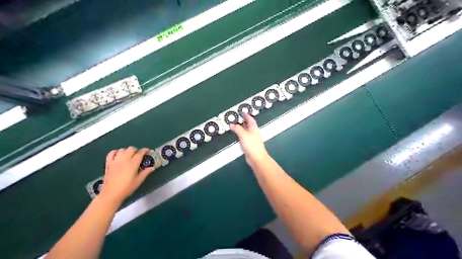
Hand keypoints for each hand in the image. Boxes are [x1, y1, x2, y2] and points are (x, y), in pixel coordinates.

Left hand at [99, 146, 154, 204]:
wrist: (111, 194)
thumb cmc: (127, 188)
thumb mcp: (138, 181)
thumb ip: (145, 173)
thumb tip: (152, 168)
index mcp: (133, 163)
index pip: (140, 153)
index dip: (145, 150)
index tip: (148, 151)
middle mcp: (124, 159)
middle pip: (131, 149)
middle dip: (136, 150)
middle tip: (139, 155)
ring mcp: (115, 160)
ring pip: (122, 149)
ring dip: (127, 151)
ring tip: (129, 155)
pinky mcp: (108, 163)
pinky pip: (111, 153)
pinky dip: (115, 152)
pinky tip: (118, 155)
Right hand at [231, 113, 271, 167]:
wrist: (256, 158)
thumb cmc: (252, 145)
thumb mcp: (243, 134)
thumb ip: (237, 129)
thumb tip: (231, 124)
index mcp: (254, 128)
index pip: (250, 120)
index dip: (247, 115)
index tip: (243, 112)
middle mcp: (253, 133)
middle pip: (248, 125)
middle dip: (243, 121)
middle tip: (237, 118)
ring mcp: (252, 139)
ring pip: (246, 131)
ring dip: (241, 128)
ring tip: (235, 126)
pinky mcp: (249, 145)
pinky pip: (244, 137)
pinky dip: (240, 135)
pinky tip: (237, 136)